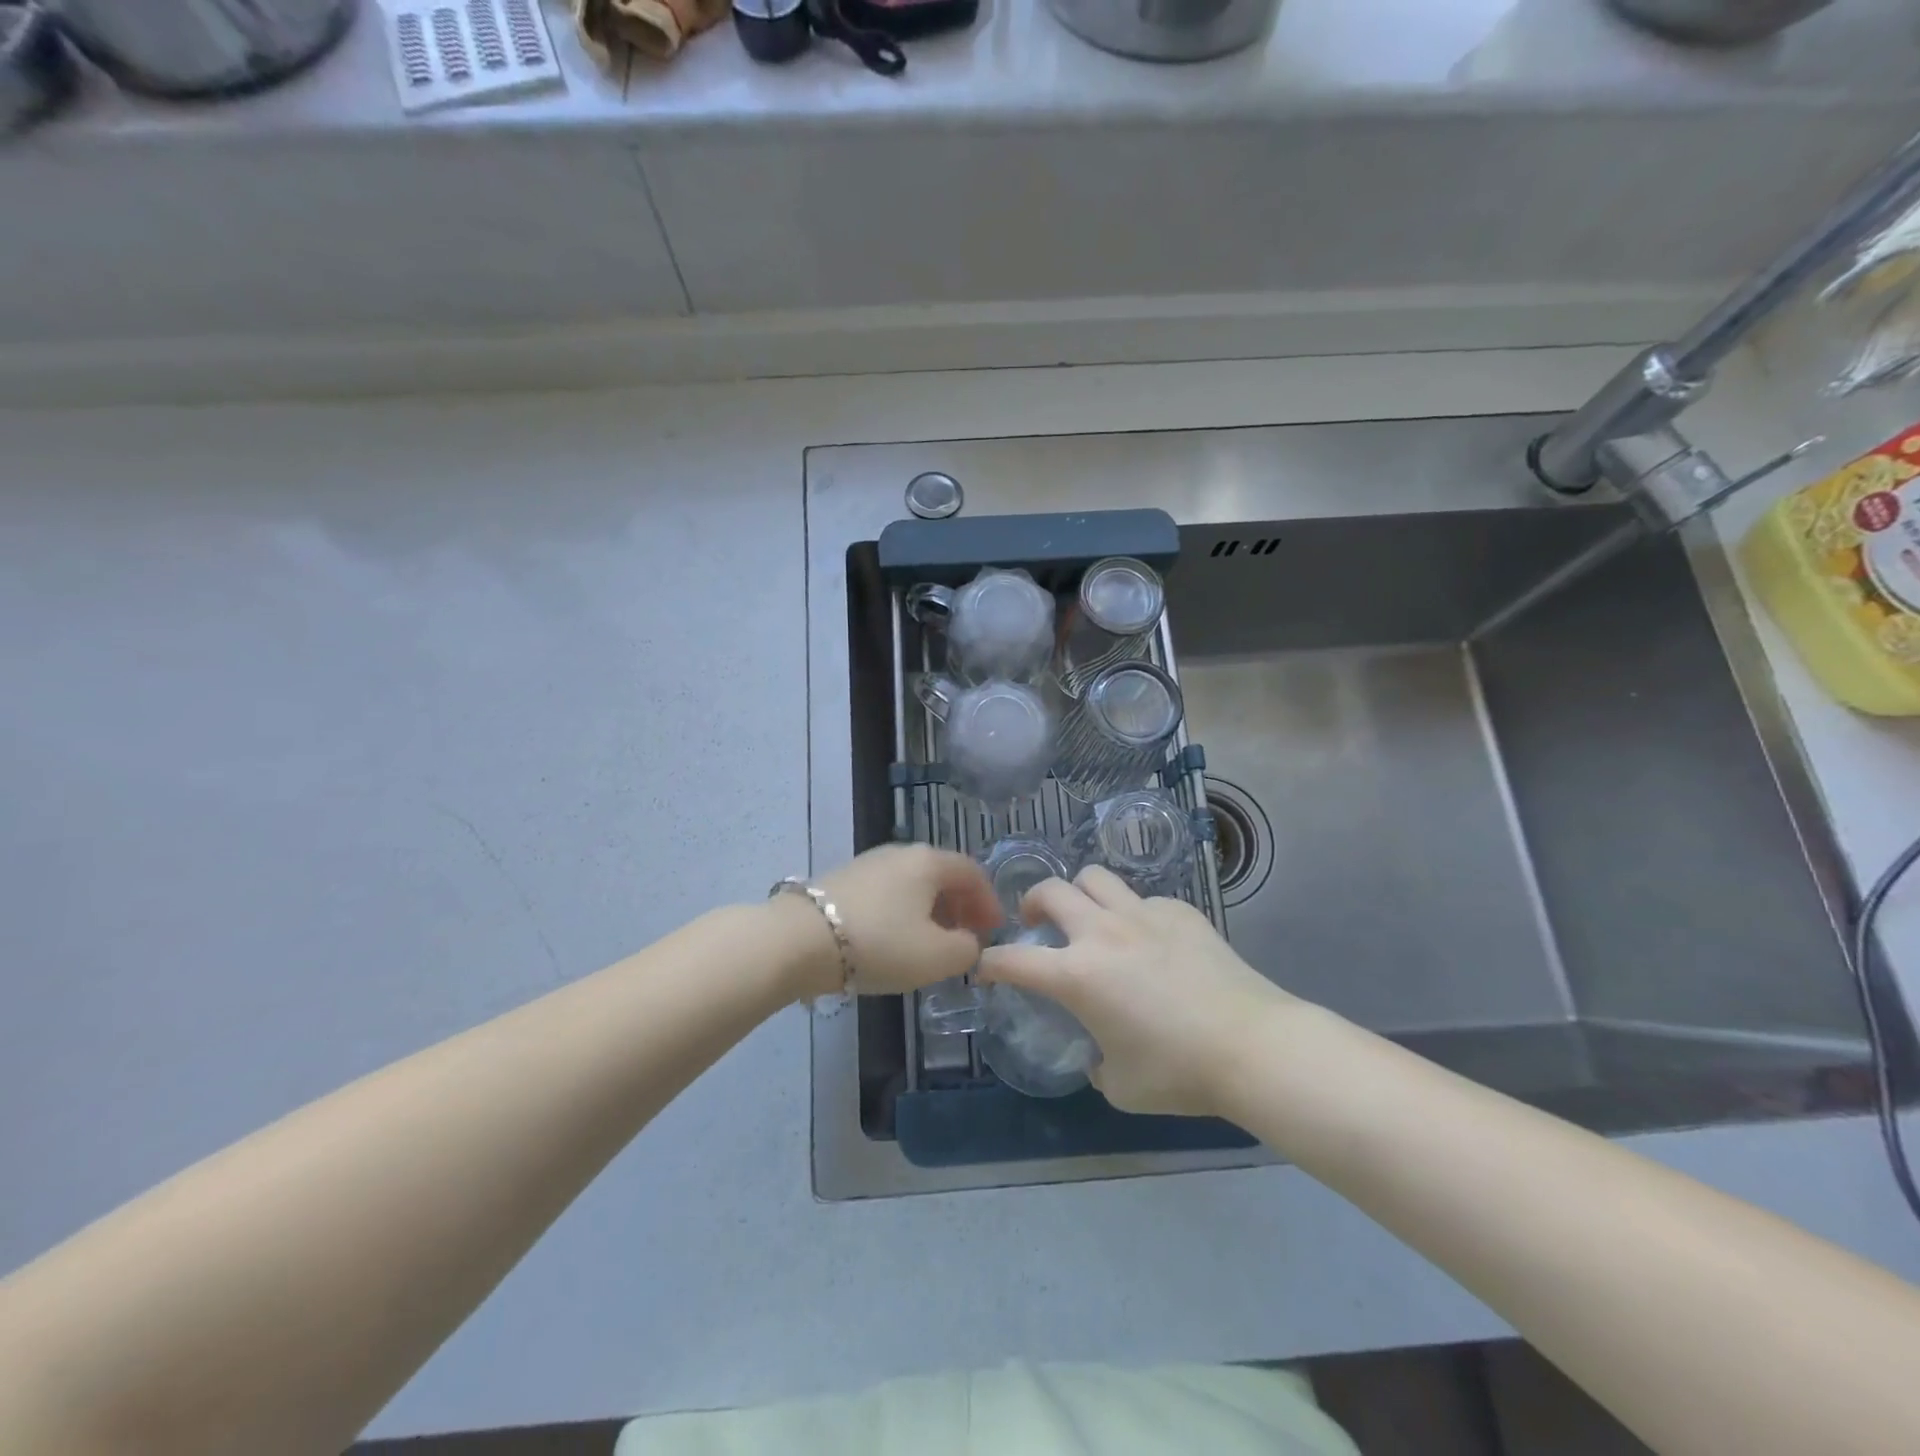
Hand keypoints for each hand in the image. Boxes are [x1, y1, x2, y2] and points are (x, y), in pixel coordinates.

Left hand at [802, 845, 1000, 997]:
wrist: (799, 940)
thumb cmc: (880, 943)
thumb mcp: (937, 956)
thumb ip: (967, 949)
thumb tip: (968, 942)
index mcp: (930, 861)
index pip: (973, 873)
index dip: (989, 902)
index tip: (993, 932)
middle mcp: (901, 853)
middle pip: (942, 876)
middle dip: (960, 907)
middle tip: (966, 939)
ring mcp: (869, 863)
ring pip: (913, 885)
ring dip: (931, 912)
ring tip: (931, 945)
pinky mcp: (843, 880)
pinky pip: (888, 894)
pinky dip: (903, 913)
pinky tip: (895, 941)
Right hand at [977, 866, 1298, 1116]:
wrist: (1253, 1047)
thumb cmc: (1179, 1072)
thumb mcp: (1121, 1085)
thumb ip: (1097, 1064)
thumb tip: (1099, 1053)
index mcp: (1078, 975)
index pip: (1014, 959)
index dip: (991, 963)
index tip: (985, 968)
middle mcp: (1103, 932)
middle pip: (1051, 891)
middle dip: (1032, 903)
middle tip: (1037, 924)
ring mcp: (1143, 914)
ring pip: (1095, 877)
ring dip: (1081, 894)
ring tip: (1088, 917)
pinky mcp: (1180, 911)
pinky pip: (1143, 899)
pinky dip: (1134, 914)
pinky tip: (1150, 941)